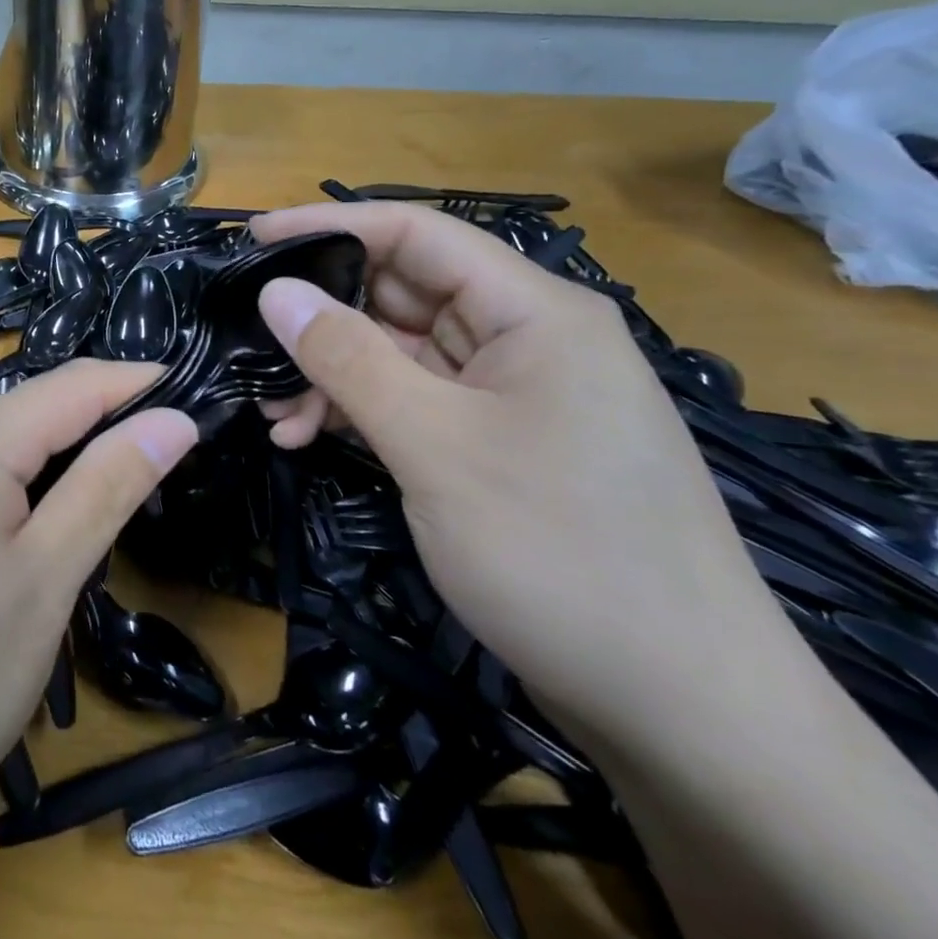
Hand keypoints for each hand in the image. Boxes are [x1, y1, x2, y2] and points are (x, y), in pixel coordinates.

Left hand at [0, 360, 196, 839]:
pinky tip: (37, 523)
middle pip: (32, 408)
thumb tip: (173, 419)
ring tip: (116, 491)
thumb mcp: (48, 578)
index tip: (196, 396)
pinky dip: (16, 481)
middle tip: (165, 461)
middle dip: (100, 424)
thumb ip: (110, 483)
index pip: (72, 384)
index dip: (137, 383)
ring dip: (59, 457)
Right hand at [251, 202, 787, 739]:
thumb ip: (348, 358)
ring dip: (335, 375)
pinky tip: (311, 439)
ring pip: (402, 352)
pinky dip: (363, 413)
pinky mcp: (501, 443)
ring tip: (276, 414)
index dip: (329, 226)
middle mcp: (527, 337)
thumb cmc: (561, 553)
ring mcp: (514, 394)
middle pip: (404, 293)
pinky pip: (417, 402)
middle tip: (250, 341)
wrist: (687, 713)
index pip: (416, 233)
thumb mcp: (435, 446)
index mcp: (534, 311)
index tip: (252, 238)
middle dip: (323, 317)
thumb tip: (276, 290)